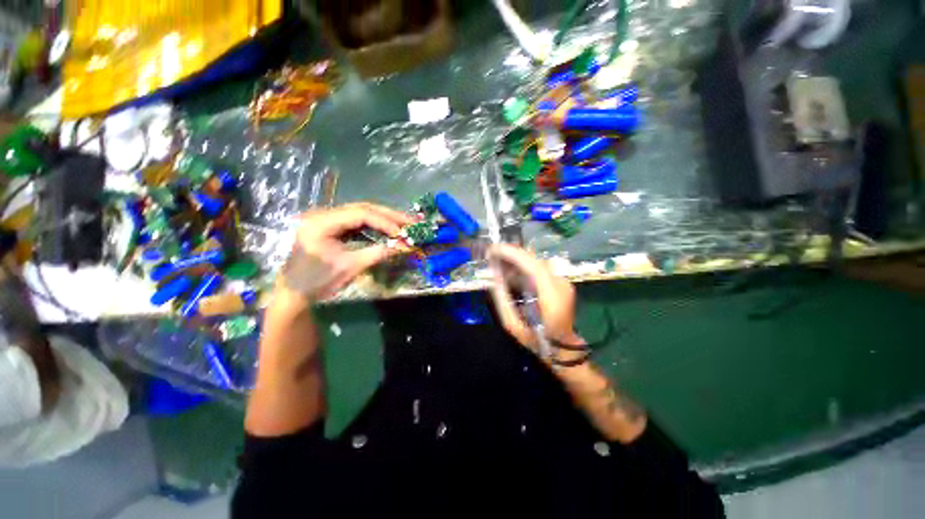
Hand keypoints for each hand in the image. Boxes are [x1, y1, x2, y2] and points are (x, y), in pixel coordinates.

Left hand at [279, 203, 413, 299]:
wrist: (295, 293)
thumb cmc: (318, 281)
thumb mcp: (350, 267)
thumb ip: (377, 253)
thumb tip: (404, 246)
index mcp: (321, 222)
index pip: (360, 214)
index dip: (385, 222)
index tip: (402, 233)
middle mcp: (323, 214)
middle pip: (362, 208)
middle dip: (389, 215)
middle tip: (411, 221)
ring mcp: (327, 220)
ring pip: (361, 213)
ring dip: (384, 219)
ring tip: (404, 224)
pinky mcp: (332, 227)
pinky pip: (357, 222)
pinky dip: (375, 226)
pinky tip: (388, 229)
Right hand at [487, 243, 584, 356]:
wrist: (562, 348)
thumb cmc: (537, 339)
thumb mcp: (512, 324)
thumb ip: (502, 298)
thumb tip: (494, 275)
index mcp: (552, 297)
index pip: (533, 266)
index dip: (513, 254)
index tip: (493, 249)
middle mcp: (560, 284)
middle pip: (534, 259)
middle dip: (511, 253)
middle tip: (491, 254)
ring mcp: (563, 282)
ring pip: (536, 261)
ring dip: (515, 259)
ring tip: (497, 261)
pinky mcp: (560, 282)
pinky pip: (538, 268)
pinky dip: (522, 266)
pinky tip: (510, 269)